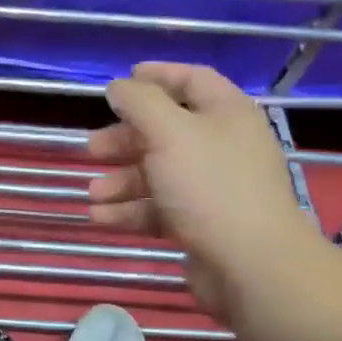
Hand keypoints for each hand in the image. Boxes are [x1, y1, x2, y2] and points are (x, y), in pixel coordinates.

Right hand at [87, 62, 325, 322]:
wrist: (250, 264)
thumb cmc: (208, 185)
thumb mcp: (168, 132)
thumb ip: (139, 102)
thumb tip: (119, 86)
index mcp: (226, 114)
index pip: (192, 80)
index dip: (156, 76)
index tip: (119, 83)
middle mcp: (223, 145)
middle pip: (167, 131)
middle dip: (125, 139)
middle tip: (92, 148)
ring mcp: (214, 187)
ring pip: (158, 173)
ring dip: (121, 180)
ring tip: (93, 194)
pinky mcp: (203, 223)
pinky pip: (160, 208)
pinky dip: (130, 210)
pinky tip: (101, 218)